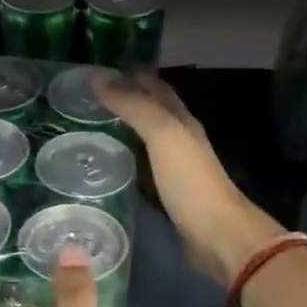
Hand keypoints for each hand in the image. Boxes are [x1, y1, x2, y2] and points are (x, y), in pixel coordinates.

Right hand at [98, 70, 284, 288]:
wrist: (217, 236)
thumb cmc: (191, 182)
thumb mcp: (163, 135)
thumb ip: (134, 106)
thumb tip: (97, 77)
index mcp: (182, 121)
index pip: (156, 87)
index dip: (132, 75)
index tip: (99, 70)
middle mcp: (181, 140)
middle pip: (152, 112)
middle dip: (126, 100)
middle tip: (88, 99)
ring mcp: (175, 170)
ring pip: (146, 140)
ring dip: (124, 131)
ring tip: (91, 128)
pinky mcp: (168, 196)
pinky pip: (143, 169)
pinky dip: (126, 161)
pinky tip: (108, 167)